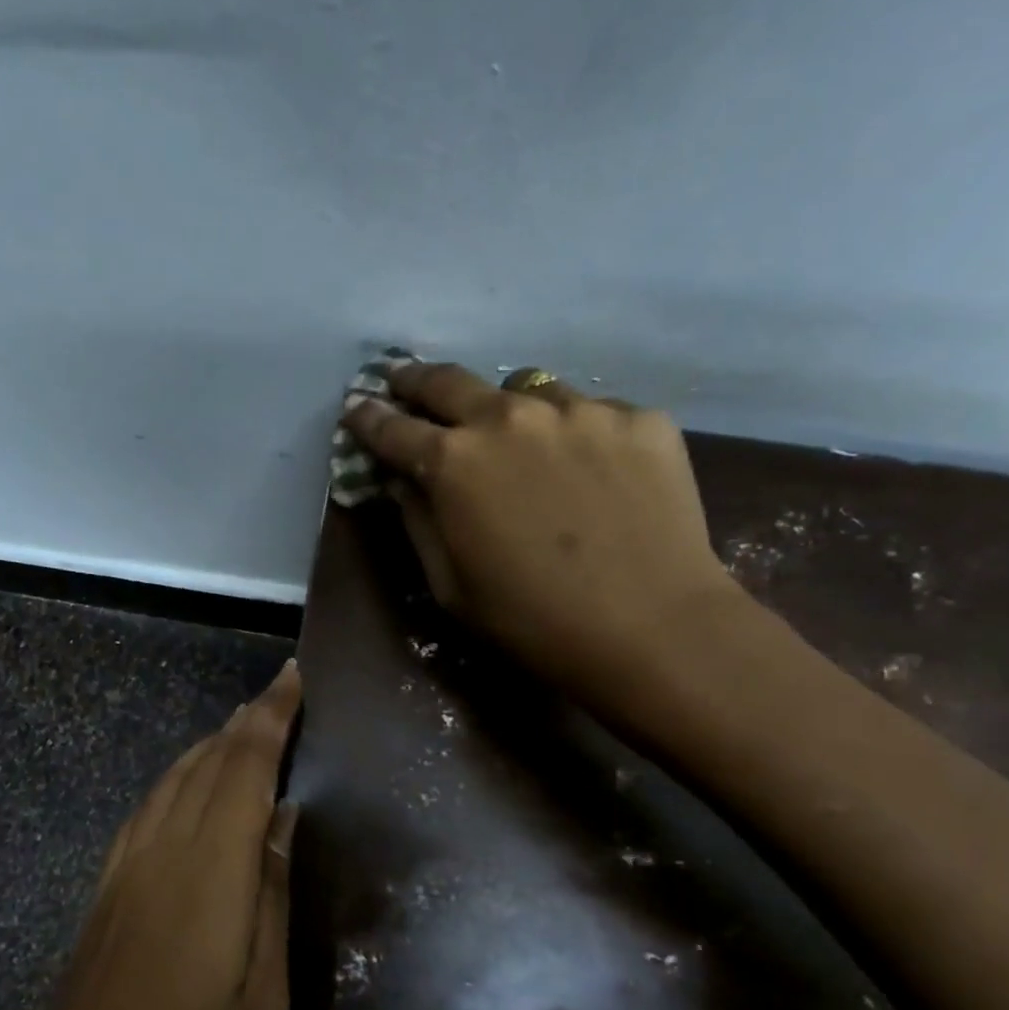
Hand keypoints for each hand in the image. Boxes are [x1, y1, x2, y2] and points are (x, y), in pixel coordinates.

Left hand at [0, 660, 302, 1009]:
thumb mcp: (262, 1002)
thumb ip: (273, 897)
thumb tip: (284, 819)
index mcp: (209, 873)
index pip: (244, 767)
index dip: (271, 716)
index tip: (294, 676)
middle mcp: (161, 852)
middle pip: (207, 762)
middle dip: (247, 721)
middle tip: (280, 693)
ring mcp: (124, 870)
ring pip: (172, 779)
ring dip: (211, 744)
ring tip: (244, 725)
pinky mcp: (103, 891)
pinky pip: (146, 809)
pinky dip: (176, 777)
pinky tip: (187, 784)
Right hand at [342, 363, 741, 718]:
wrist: (652, 628)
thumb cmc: (531, 620)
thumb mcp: (450, 585)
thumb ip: (418, 521)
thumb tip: (401, 479)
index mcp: (453, 462)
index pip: (392, 428)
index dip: (367, 417)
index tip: (356, 407)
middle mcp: (509, 417)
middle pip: (448, 381)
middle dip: (416, 380)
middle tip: (404, 381)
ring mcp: (579, 410)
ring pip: (526, 390)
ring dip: (507, 409)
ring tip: (518, 439)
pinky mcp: (639, 418)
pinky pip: (591, 413)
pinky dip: (575, 433)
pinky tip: (593, 472)